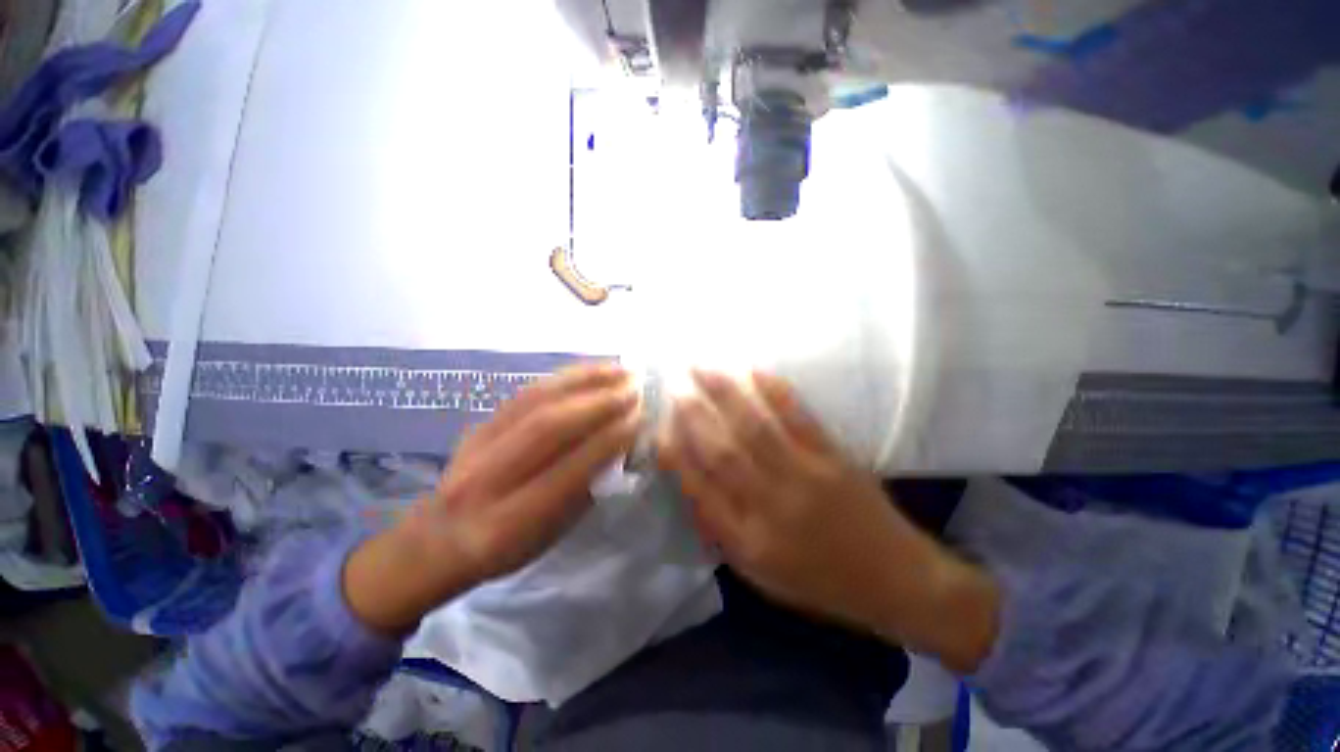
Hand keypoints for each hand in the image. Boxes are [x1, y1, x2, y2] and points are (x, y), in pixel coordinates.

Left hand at [345, 364, 640, 633]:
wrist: (437, 538)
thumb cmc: (505, 547)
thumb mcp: (550, 534)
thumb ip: (584, 489)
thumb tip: (619, 444)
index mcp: (509, 523)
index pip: (569, 471)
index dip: (608, 442)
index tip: (639, 420)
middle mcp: (488, 480)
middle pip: (548, 428)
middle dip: (599, 404)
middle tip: (635, 390)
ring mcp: (477, 446)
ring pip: (536, 402)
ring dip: (584, 381)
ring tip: (619, 370)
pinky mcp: (478, 424)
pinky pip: (525, 393)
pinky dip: (563, 378)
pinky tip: (587, 371)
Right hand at [657, 371, 997, 671]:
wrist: (895, 580)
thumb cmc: (819, 581)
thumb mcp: (760, 575)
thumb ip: (722, 531)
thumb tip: (692, 486)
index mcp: (748, 541)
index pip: (699, 488)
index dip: (675, 454)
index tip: (659, 427)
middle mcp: (771, 506)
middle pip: (721, 451)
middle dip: (692, 414)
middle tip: (674, 386)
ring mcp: (805, 476)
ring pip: (754, 427)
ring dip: (724, 393)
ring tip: (702, 367)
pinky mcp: (832, 457)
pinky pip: (797, 418)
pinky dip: (773, 392)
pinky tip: (752, 370)